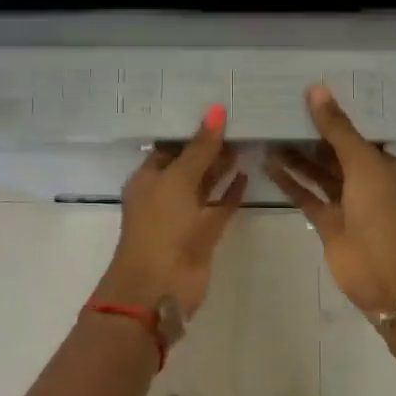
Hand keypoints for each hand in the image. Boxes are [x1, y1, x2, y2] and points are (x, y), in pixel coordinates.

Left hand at [97, 106, 246, 317]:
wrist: (160, 286)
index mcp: (148, 178)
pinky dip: (231, 192)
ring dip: (222, 167)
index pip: (170, 146)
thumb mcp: (178, 180)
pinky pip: (219, 206)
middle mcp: (164, 194)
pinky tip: (247, 173)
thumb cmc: (161, 226)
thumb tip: (217, 109)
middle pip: (189, 163)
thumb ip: (200, 147)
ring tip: (247, 141)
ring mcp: (184, 215)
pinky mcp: (203, 233)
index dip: (190, 130)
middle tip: (239, 121)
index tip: (217, 110)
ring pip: (205, 185)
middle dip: (210, 146)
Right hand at [265, 85, 395, 317]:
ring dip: (297, 157)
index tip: (310, 95)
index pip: (360, 134)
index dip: (337, 116)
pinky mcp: (328, 223)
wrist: (386, 275)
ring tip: (270, 134)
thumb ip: (338, 129)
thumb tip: (316, 90)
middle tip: (282, 111)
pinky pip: (307, 196)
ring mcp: (348, 204)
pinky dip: (290, 182)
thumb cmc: (383, 212)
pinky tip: (268, 164)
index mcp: (388, 165)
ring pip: (319, 173)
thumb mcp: (363, 163)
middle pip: (337, 152)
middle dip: (313, 135)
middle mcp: (369, 182)